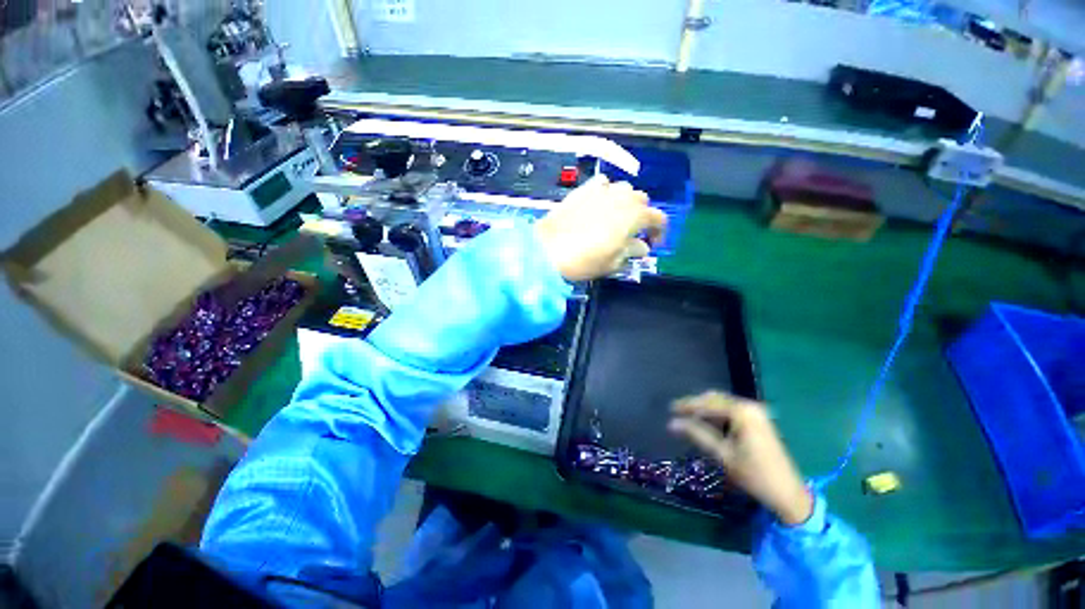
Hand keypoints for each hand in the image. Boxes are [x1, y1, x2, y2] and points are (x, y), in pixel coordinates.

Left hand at [534, 175, 666, 280]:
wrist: (548, 249)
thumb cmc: (586, 259)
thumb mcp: (614, 261)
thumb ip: (632, 251)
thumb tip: (642, 246)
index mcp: (635, 215)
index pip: (658, 218)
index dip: (659, 232)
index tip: (652, 243)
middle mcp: (622, 197)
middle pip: (642, 200)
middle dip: (642, 215)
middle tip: (633, 232)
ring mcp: (602, 190)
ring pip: (623, 189)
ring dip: (625, 202)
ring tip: (616, 218)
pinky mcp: (583, 189)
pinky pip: (602, 184)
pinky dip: (606, 192)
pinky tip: (598, 205)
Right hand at [669, 391, 813, 525]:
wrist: (788, 493)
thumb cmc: (754, 475)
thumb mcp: (723, 454)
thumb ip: (697, 434)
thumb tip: (672, 423)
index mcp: (742, 412)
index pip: (707, 403)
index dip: (687, 405)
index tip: (670, 408)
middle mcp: (750, 406)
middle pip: (715, 399)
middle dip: (696, 406)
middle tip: (679, 415)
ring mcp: (756, 412)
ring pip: (723, 404)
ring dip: (706, 410)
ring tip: (690, 420)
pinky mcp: (759, 420)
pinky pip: (732, 410)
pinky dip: (718, 415)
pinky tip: (709, 424)